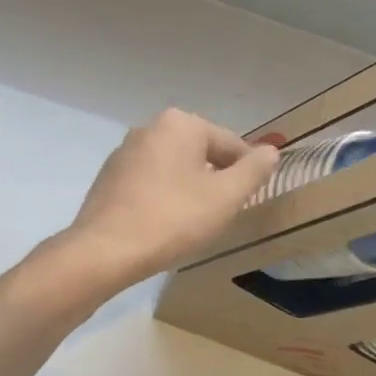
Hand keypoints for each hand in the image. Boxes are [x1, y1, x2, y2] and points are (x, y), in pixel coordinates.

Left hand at [58, 109, 279, 290]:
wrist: (103, 251)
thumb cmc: (172, 219)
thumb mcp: (225, 197)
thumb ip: (253, 171)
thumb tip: (271, 151)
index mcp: (180, 123)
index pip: (230, 144)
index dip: (246, 172)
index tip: (248, 200)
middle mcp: (150, 127)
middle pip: (200, 152)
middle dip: (215, 180)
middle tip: (221, 214)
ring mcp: (125, 151)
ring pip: (174, 167)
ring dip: (189, 189)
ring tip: (193, 223)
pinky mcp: (109, 177)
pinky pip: (150, 181)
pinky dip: (164, 197)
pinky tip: (164, 224)